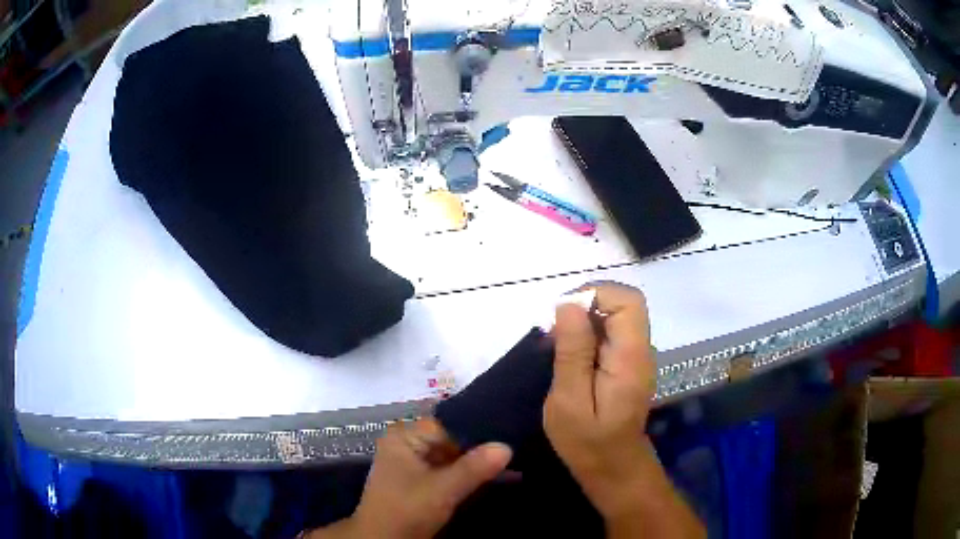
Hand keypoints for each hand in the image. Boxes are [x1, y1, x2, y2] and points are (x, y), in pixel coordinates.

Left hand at [307, 419, 510, 538]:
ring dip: (473, 466)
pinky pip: (445, 472)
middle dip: (477, 451)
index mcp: (403, 437)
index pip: (448, 425)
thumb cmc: (406, 509)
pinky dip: (464, 477)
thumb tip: (507, 446)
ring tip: (505, 466)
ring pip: (450, 458)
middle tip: (510, 454)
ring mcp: (410, 464)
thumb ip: (474, 467)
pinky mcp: (417, 482)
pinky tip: (487, 478)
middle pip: (449, 441)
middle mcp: (405, 445)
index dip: (476, 434)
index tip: (506, 440)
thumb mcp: (443, 489)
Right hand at [544, 283, 703, 537]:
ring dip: (584, 321)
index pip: (628, 301)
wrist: (613, 467)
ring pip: (615, 315)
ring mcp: (636, 356)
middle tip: (554, 334)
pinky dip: (587, 334)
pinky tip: (567, 356)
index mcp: (630, 357)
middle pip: (623, 303)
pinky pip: (610, 333)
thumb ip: (572, 352)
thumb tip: (569, 305)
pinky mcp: (627, 363)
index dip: (596, 295)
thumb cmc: (588, 442)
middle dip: (586, 306)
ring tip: (556, 346)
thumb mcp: (569, 401)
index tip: (562, 315)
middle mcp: (640, 350)